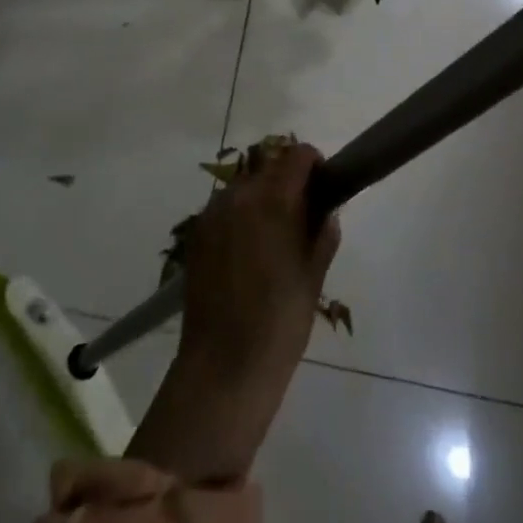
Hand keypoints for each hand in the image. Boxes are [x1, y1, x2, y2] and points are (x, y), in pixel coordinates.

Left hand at [127, 143, 339, 481]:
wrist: (224, 367)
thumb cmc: (280, 323)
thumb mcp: (313, 278)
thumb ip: (322, 235)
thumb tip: (326, 211)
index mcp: (272, 200)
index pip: (297, 156)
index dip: (315, 165)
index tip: (325, 188)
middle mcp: (238, 195)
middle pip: (269, 169)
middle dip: (289, 184)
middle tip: (303, 219)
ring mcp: (212, 213)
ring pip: (245, 188)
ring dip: (263, 199)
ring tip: (274, 239)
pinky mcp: (196, 234)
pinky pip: (225, 210)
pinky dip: (241, 217)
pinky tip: (248, 254)